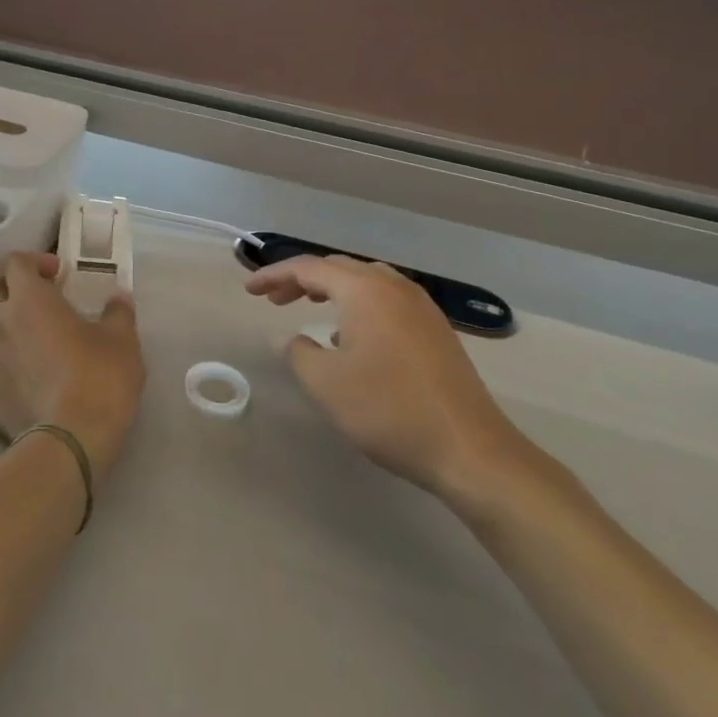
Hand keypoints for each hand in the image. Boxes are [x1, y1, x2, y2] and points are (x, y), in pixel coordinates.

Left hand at [0, 253, 144, 486]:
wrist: (70, 440)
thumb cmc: (98, 378)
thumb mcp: (122, 339)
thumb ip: (117, 312)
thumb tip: (118, 297)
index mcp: (29, 299)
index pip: (16, 262)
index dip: (35, 262)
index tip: (58, 275)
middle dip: (8, 288)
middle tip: (35, 302)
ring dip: (0, 327)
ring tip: (26, 342)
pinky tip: (16, 378)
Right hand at [246, 256, 543, 509]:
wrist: (469, 449)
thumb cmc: (389, 410)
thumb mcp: (326, 384)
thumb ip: (299, 353)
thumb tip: (295, 340)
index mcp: (364, 291)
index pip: (309, 267)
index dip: (274, 275)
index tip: (249, 290)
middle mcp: (394, 287)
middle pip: (338, 268)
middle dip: (301, 279)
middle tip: (273, 299)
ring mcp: (421, 307)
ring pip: (366, 281)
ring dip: (332, 289)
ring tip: (309, 307)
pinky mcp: (436, 329)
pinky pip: (387, 300)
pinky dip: (358, 304)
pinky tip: (352, 336)